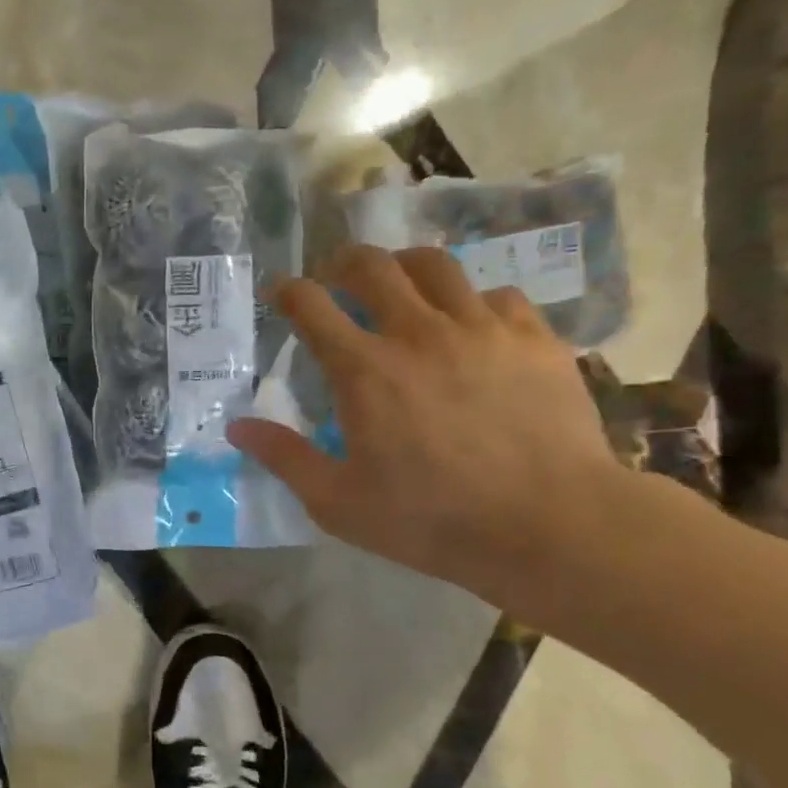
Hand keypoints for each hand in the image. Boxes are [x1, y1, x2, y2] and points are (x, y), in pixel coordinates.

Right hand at [226, 246, 622, 604]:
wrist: (550, 525)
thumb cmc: (432, 519)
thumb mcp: (338, 502)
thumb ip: (284, 458)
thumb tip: (236, 427)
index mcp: (364, 370)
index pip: (311, 306)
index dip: (288, 291)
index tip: (280, 292)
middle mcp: (418, 332)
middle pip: (372, 265)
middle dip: (342, 262)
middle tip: (336, 277)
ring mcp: (481, 328)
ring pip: (436, 265)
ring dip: (405, 267)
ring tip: (400, 285)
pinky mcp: (534, 338)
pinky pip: (497, 294)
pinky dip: (471, 302)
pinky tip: (471, 326)